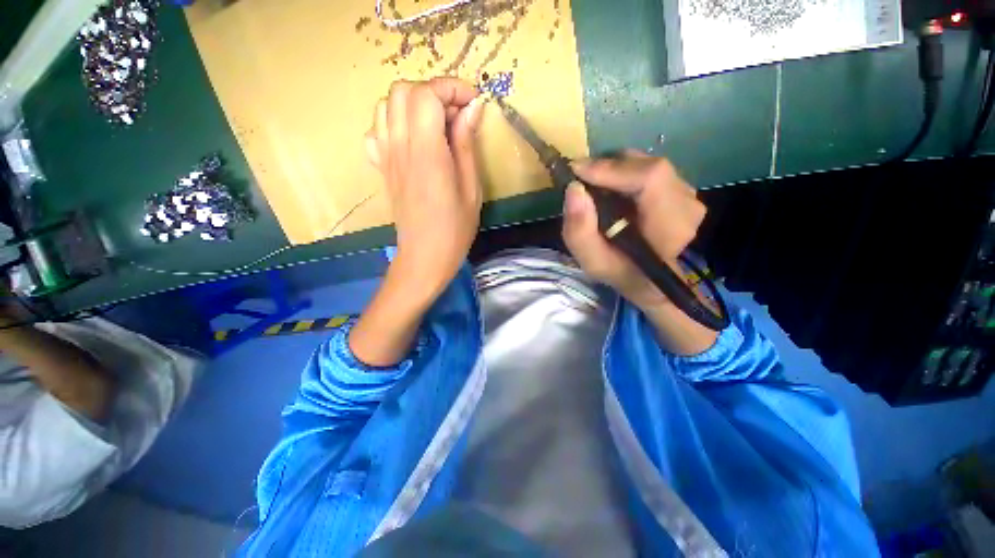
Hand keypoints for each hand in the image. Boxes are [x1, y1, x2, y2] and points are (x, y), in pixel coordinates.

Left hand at [365, 78, 486, 302]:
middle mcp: (400, 148)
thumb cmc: (455, 229)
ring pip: (388, 104)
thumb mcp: (472, 189)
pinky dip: (395, 122)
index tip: (473, 102)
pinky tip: (412, 139)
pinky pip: (378, 129)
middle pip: (404, 91)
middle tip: (457, 115)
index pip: (426, 95)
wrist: (424, 256)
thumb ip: (468, 145)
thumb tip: (472, 108)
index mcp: (427, 154)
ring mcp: (386, 156)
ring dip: (414, 104)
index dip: (452, 88)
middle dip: (434, 92)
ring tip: (437, 125)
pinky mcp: (382, 167)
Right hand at [562, 150, 716, 354]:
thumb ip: (579, 230)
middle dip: (610, 167)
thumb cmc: (619, 271)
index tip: (577, 170)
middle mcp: (687, 206)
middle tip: (582, 179)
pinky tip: (615, 192)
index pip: (650, 179)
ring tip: (597, 187)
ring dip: (618, 171)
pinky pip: (651, 170)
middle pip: (648, 166)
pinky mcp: (684, 190)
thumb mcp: (592, 261)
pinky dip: (627, 174)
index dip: (612, 169)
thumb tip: (574, 189)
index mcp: (668, 228)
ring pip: (649, 165)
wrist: (648, 279)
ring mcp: (689, 196)